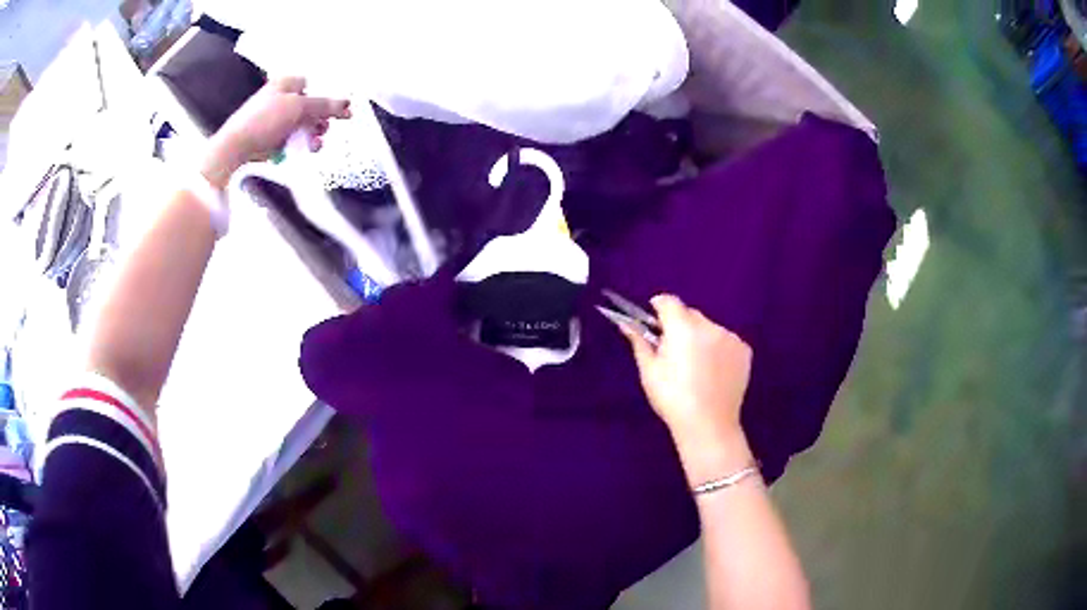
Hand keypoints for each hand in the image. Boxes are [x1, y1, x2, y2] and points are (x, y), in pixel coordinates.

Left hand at [201, 77, 351, 188]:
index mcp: (285, 83)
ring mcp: (275, 120)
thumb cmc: (263, 121)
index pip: (313, 85)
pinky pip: (293, 139)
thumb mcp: (298, 107)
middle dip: (320, 120)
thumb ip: (324, 105)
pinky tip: (304, 151)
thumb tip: (347, 104)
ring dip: (313, 135)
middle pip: (310, 107)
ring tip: (315, 145)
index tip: (337, 111)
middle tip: (324, 130)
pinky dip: (301, 145)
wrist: (235, 149)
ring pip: (303, 125)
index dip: (325, 98)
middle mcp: (281, 98)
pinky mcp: (271, 139)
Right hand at [621, 295, 754, 481]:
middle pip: (690, 314)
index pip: (668, 301)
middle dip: (680, 326)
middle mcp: (709, 326)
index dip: (658, 308)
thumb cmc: (672, 399)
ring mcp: (730, 337)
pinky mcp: (744, 351)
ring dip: (700, 338)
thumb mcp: (649, 371)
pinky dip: (718, 349)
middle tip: (673, 352)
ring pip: (709, 328)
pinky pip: (725, 341)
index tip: (653, 322)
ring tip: (696, 366)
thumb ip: (639, 341)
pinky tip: (713, 372)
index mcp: (683, 328)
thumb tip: (626, 322)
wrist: (708, 425)